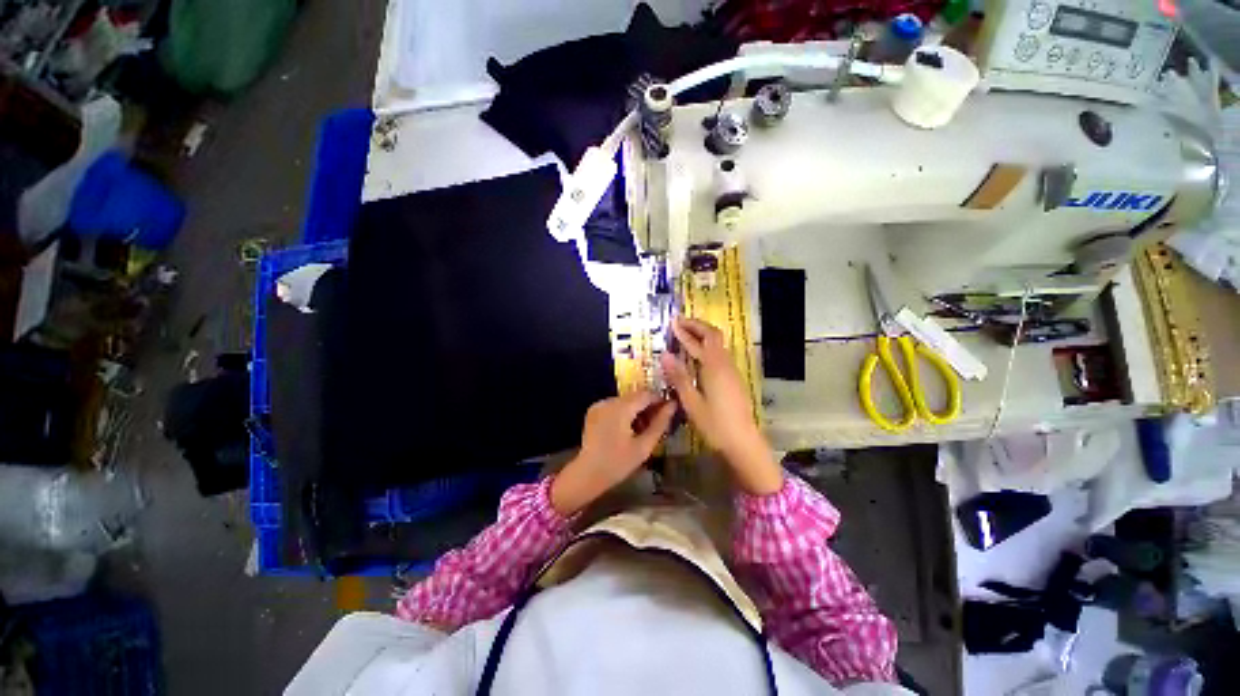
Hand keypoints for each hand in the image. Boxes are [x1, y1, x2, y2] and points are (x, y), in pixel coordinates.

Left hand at [550, 391, 674, 515]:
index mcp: (621, 408)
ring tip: (642, 428)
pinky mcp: (593, 410)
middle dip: (648, 406)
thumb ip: (660, 424)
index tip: (669, 411)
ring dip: (636, 409)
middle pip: (635, 396)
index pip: (646, 394)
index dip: (660, 400)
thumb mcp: (644, 446)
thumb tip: (672, 405)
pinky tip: (626, 429)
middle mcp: (609, 401)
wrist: (587, 474)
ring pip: (625, 400)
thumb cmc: (618, 463)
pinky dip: (623, 412)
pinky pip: (614, 405)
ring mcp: (599, 404)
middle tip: (657, 423)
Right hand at [660, 317, 782, 495]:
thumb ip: (679, 377)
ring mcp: (732, 371)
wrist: (743, 442)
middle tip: (679, 323)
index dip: (687, 329)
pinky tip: (696, 356)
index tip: (673, 322)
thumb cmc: (715, 424)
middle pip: (714, 336)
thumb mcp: (691, 402)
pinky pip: (719, 355)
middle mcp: (725, 364)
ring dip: (702, 336)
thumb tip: (665, 354)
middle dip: (697, 326)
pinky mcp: (733, 379)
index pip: (702, 338)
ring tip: (685, 335)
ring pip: (718, 345)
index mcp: (714, 367)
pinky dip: (707, 347)